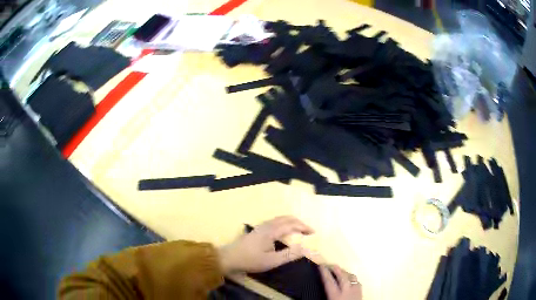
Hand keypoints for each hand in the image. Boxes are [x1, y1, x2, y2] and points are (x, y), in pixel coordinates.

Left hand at [218, 216, 313, 273]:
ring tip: (300, 231)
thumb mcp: (272, 261)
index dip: (304, 227)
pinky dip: (285, 223)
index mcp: (271, 231)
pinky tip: (285, 232)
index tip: (314, 233)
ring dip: (292, 222)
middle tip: (308, 231)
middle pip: (286, 218)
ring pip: (280, 219)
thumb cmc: (250, 260)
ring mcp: (261, 226)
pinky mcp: (257, 230)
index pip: (292, 224)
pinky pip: (275, 222)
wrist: (229, 258)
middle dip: (299, 223)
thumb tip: (305, 248)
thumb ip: (289, 254)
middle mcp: (267, 225)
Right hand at [320, 265, 361, 299]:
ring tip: (342, 272)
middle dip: (337, 270)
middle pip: (342, 277)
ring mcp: (355, 291)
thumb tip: (316, 294)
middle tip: (332, 265)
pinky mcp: (361, 293)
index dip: (324, 273)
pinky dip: (354, 281)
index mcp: (335, 295)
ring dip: (346, 274)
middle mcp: (346, 291)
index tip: (321, 266)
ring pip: (352, 278)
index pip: (329, 281)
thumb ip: (325, 296)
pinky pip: (358, 283)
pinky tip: (352, 281)